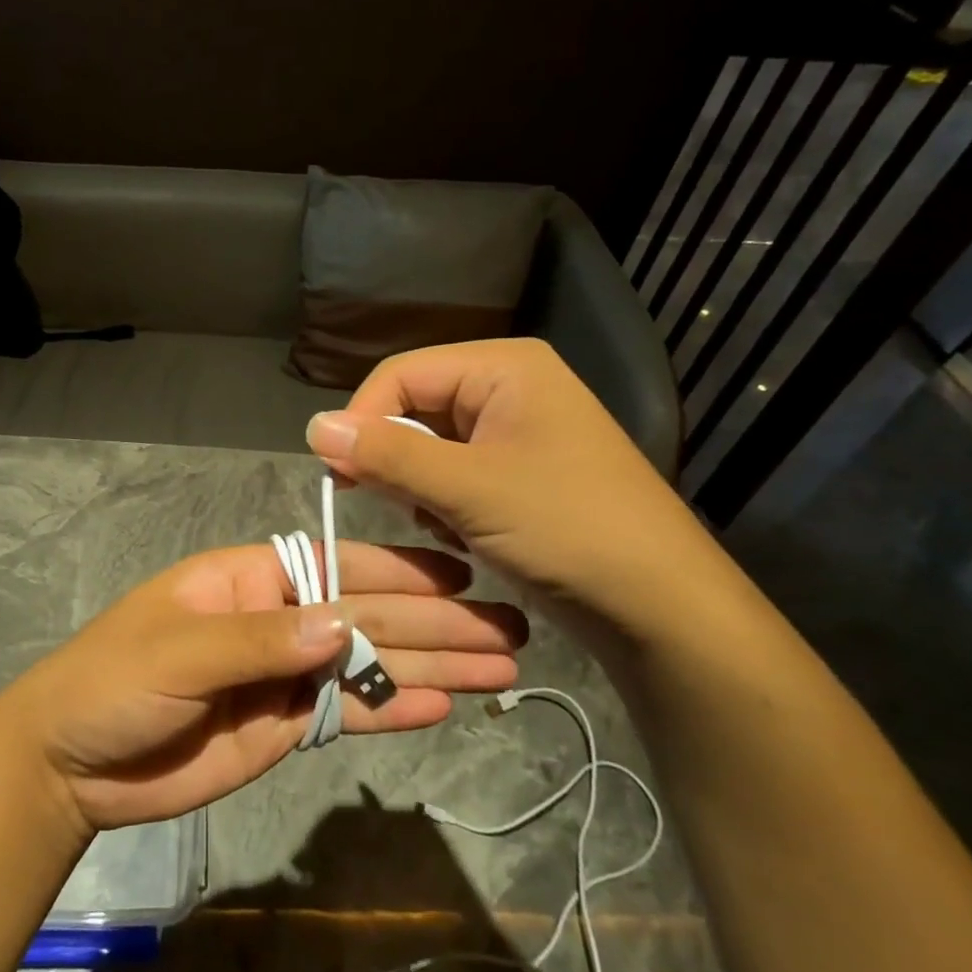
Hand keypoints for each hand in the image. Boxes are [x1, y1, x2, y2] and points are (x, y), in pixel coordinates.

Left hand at [0, 542, 524, 832]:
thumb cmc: (114, 681)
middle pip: (367, 616)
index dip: (399, 572)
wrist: (73, 764)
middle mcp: (278, 619)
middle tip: (509, 629)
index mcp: (251, 579)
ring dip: (431, 666)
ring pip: (369, 665)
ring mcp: (285, 674)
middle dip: (436, 623)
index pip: (338, 567)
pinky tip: (442, 706)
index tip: (461, 577)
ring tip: (500, 668)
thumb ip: (260, 640)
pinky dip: (392, 710)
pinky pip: (347, 712)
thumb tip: (343, 625)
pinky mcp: (286, 725)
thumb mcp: (179, 651)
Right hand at [305, 339, 720, 637]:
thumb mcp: (468, 489)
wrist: (659, 604)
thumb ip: (387, 454)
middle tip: (380, 502)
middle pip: (414, 407)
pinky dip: (441, 502)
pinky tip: (458, 534)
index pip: (402, 374)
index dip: (362, 417)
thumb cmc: (567, 528)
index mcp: (504, 367)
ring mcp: (515, 431)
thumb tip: (312, 426)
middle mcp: (508, 387)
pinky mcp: (517, 472)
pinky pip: (453, 472)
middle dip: (395, 458)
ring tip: (437, 524)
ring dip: (417, 485)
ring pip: (429, 444)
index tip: (335, 471)